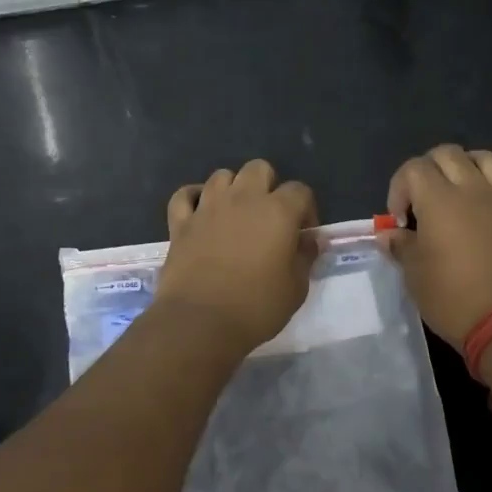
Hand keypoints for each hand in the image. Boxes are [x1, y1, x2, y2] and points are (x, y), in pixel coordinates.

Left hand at [157, 160, 318, 352]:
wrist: (201, 322)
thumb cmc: (257, 307)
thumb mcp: (296, 288)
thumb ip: (305, 257)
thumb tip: (311, 240)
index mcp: (277, 211)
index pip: (300, 190)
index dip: (306, 209)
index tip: (303, 235)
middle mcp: (243, 198)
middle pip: (259, 169)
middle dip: (268, 186)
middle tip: (269, 218)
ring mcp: (208, 207)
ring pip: (222, 176)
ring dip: (233, 189)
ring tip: (236, 215)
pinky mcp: (180, 222)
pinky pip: (185, 195)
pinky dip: (193, 198)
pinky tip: (200, 212)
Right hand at [383, 145, 491, 348]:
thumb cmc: (452, 298)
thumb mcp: (414, 275)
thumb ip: (401, 247)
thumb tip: (389, 235)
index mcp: (440, 199)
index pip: (414, 169)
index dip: (399, 188)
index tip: (399, 220)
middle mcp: (474, 190)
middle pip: (449, 154)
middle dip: (429, 170)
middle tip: (423, 200)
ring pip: (489, 160)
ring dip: (469, 166)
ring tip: (460, 189)